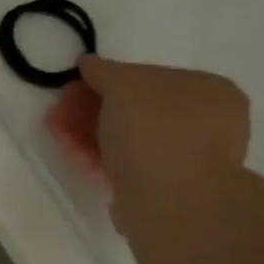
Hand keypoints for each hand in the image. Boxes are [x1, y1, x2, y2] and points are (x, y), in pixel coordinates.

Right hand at [46, 54, 249, 235]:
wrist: (171, 201)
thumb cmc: (156, 129)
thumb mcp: (125, 84)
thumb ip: (104, 70)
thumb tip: (89, 62)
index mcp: (208, 91)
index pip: (152, 78)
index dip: (109, 79)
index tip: (76, 83)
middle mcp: (203, 124)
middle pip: (134, 109)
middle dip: (91, 106)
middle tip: (61, 104)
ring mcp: (182, 160)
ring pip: (124, 139)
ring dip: (86, 129)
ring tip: (54, 125)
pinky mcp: (159, 190)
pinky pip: (123, 165)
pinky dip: (95, 155)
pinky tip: (68, 150)